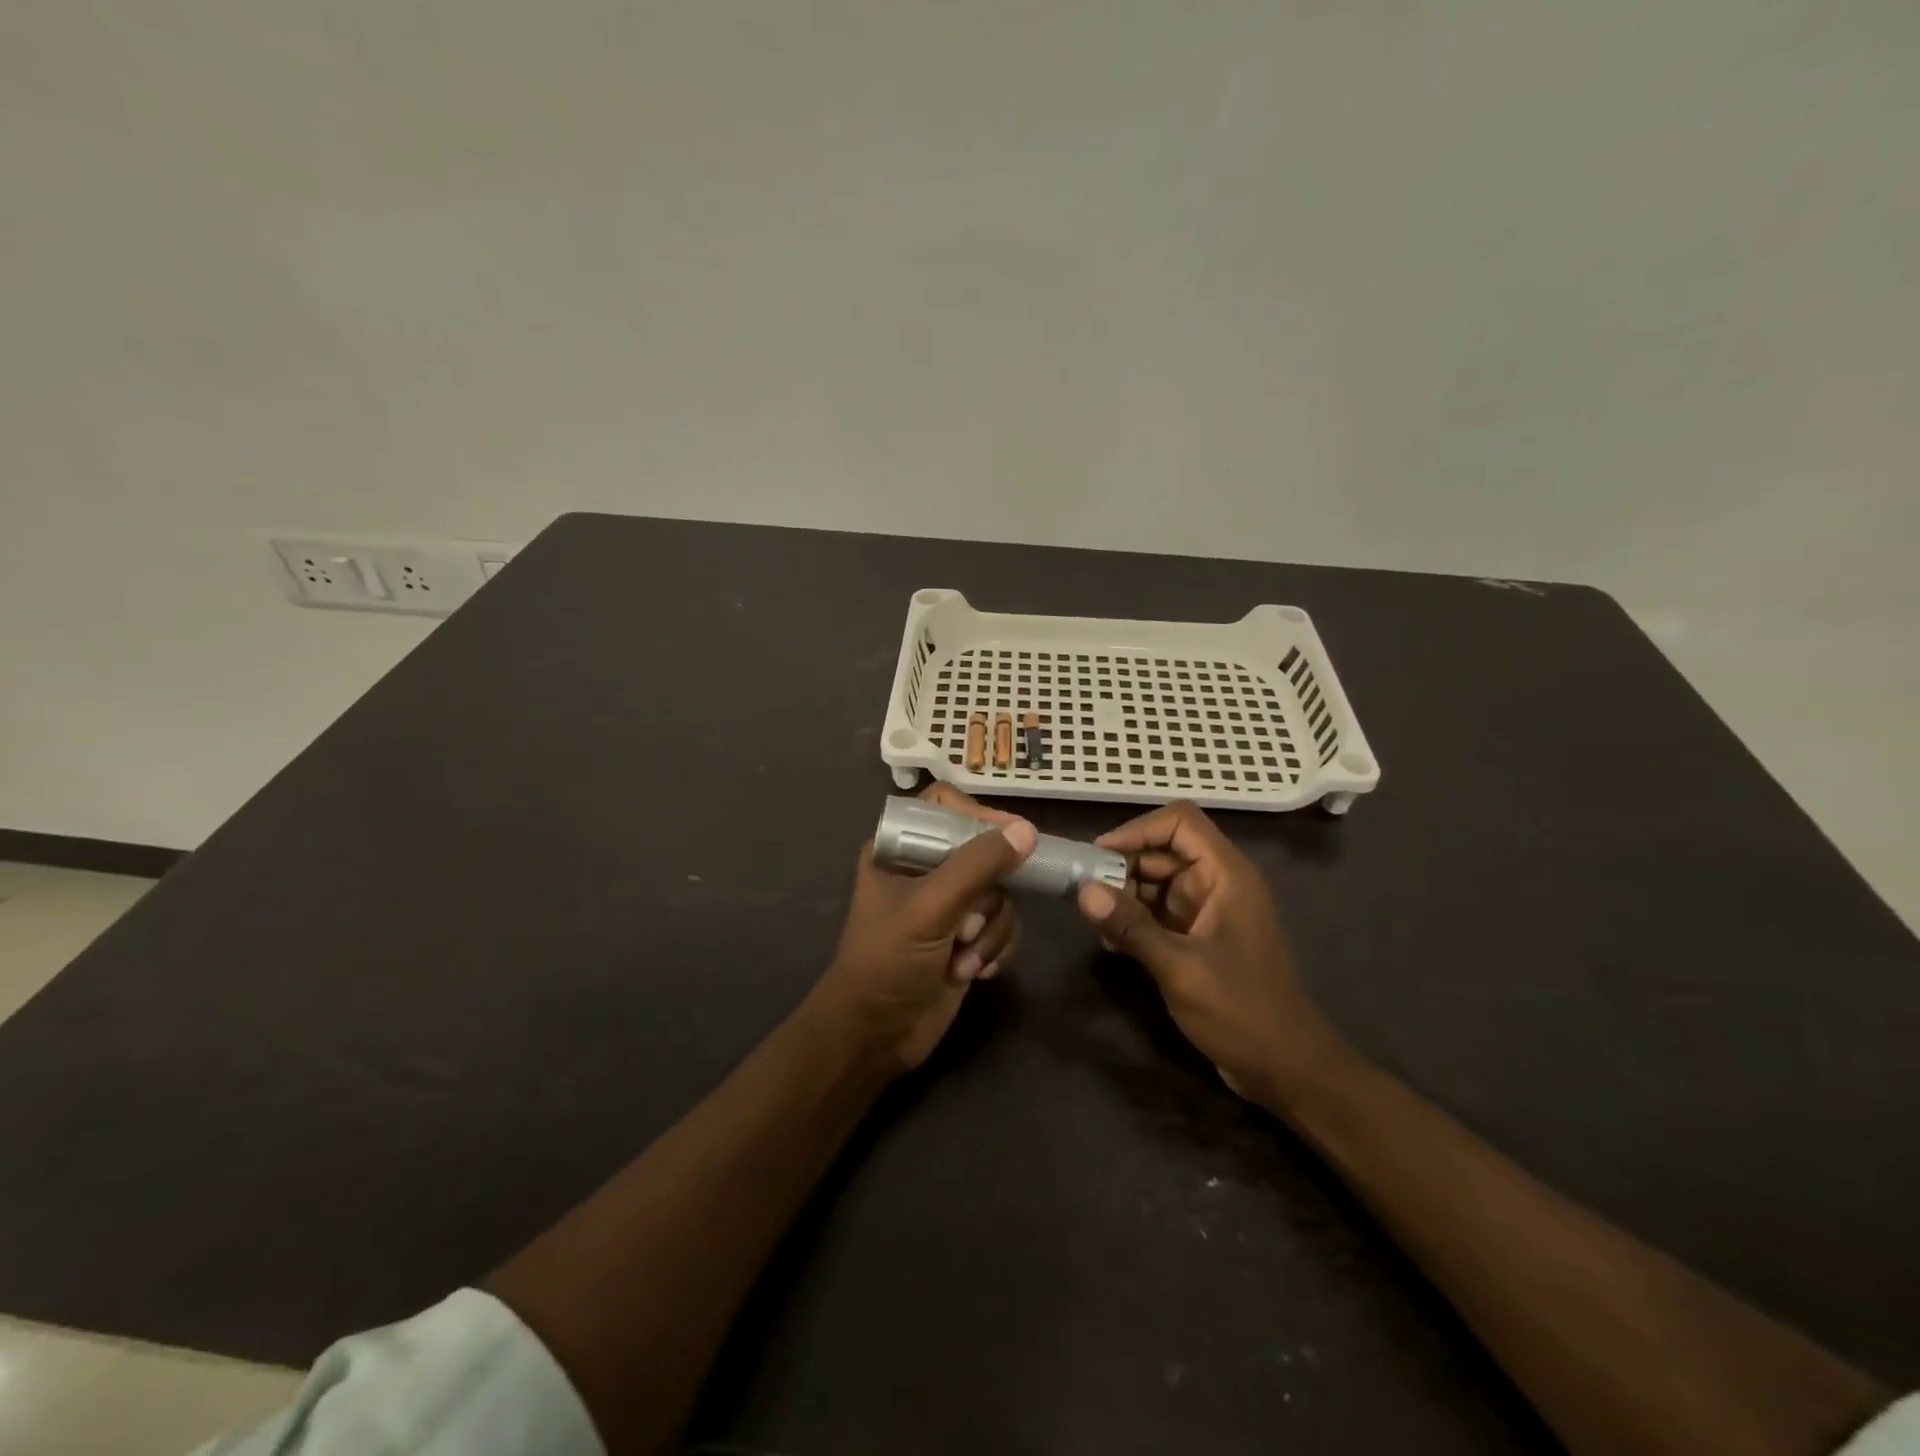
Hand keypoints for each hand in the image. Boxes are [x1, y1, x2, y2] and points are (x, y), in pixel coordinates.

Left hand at [812, 784, 1036, 1071]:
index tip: (1010, 838)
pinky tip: (976, 973)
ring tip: (963, 960)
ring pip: (1001, 894)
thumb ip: (978, 866)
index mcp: (900, 847)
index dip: (979, 816)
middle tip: (968, 924)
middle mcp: (927, 868)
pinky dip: (997, 948)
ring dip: (990, 932)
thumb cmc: (887, 961)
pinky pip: (1005, 924)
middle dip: (986, 898)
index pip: (946, 806)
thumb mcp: (930, 908)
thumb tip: (1027, 831)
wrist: (876, 1036)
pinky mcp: (967, 936)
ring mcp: (950, 904)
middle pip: (985, 852)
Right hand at [1074, 800, 1343, 1107]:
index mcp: (1226, 875)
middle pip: (1162, 851)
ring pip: (1155, 882)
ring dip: (1123, 895)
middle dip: (1122, 866)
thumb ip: (1132, 927)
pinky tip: (1111, 943)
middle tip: (1084, 893)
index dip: (1137, 830)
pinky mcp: (1197, 937)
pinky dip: (1133, 919)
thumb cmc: (1243, 1012)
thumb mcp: (1182, 969)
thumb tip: (1083, 890)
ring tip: (1094, 922)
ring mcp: (1207, 911)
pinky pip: (1158, 912)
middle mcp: (1216, 883)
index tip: (1098, 856)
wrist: (1287, 1069)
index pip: (1179, 822)